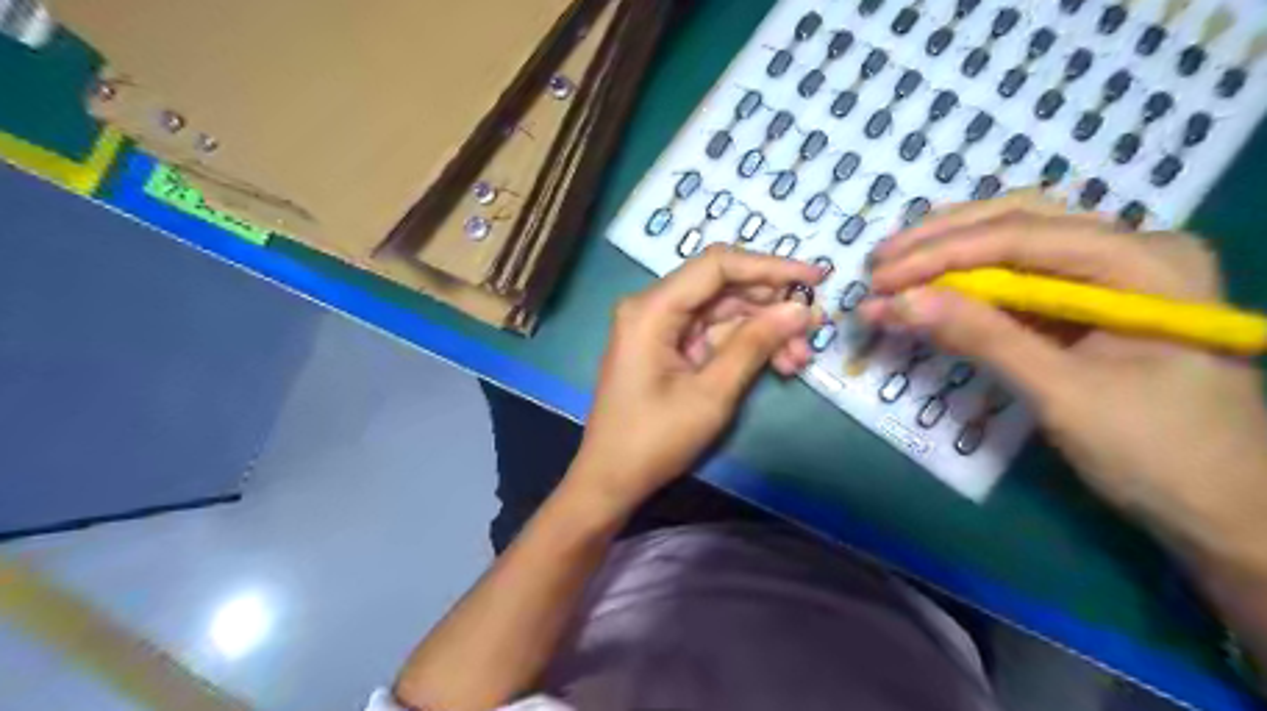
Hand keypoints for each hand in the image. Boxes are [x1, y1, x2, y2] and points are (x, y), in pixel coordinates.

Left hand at [573, 245, 821, 516]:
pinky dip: (746, 347)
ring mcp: (661, 328)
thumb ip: (755, 344)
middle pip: (723, 288)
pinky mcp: (669, 348)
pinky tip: (778, 364)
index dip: (770, 266)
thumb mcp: (711, 393)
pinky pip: (714, 335)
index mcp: (652, 309)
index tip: (815, 278)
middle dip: (771, 307)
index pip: (717, 265)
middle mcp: (654, 307)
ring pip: (724, 313)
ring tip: (799, 359)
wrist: (612, 479)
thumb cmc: (655, 439)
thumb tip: (800, 309)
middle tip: (814, 329)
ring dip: (764, 331)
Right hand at [866, 191, 1265, 548]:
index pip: (1022, 236)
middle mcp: (1132, 250)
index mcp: (1144, 262)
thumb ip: (981, 337)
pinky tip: (931, 287)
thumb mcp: (1063, 394)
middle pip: (1018, 221)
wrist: (1224, 511)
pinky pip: (1019, 277)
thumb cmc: (1158, 453)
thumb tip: (897, 303)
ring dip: (949, 252)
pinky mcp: (1088, 304)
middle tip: (878, 265)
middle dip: (940, 240)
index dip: (941, 253)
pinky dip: (968, 282)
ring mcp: (1110, 275)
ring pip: (1015, 241)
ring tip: (894, 268)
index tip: (879, 278)